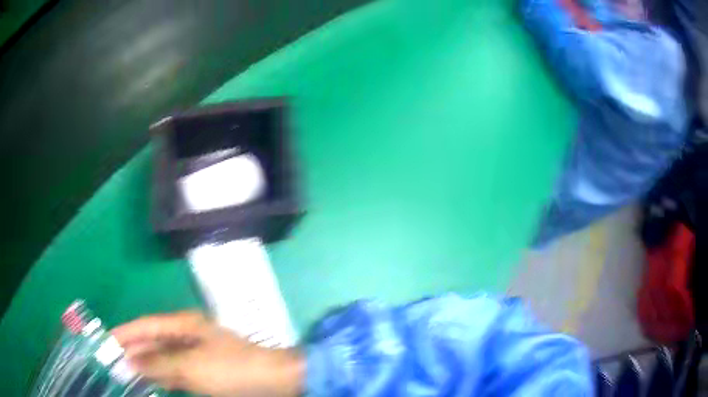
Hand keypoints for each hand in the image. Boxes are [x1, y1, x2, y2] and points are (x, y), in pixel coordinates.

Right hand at [111, 312, 304, 396]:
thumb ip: (159, 363)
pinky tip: (151, 381)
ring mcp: (197, 355)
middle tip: (113, 361)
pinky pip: (177, 372)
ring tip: (127, 373)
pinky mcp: (205, 371)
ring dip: (147, 365)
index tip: (107, 340)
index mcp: (185, 325)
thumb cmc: (231, 370)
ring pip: (164, 358)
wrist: (274, 381)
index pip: (147, 325)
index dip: (126, 332)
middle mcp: (188, 336)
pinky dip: (163, 376)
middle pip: (153, 341)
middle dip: (134, 351)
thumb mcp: (191, 366)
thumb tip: (131, 360)